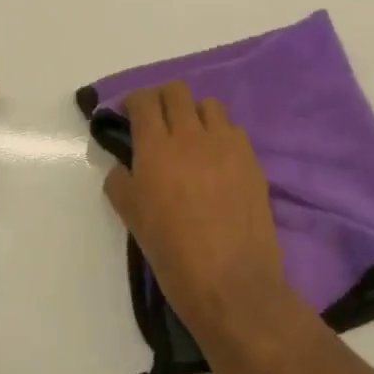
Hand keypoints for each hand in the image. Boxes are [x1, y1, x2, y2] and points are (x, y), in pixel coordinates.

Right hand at [102, 82, 312, 373]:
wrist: (232, 282)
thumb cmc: (174, 256)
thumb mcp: (133, 220)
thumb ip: (122, 183)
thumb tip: (123, 167)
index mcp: (156, 149)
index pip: (143, 101)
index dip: (134, 102)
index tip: (130, 115)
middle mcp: (191, 135)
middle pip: (177, 91)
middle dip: (163, 100)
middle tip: (158, 123)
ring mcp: (226, 144)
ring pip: (209, 105)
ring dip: (195, 114)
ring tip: (192, 140)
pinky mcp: (252, 158)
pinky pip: (233, 130)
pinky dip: (221, 136)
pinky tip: (218, 162)